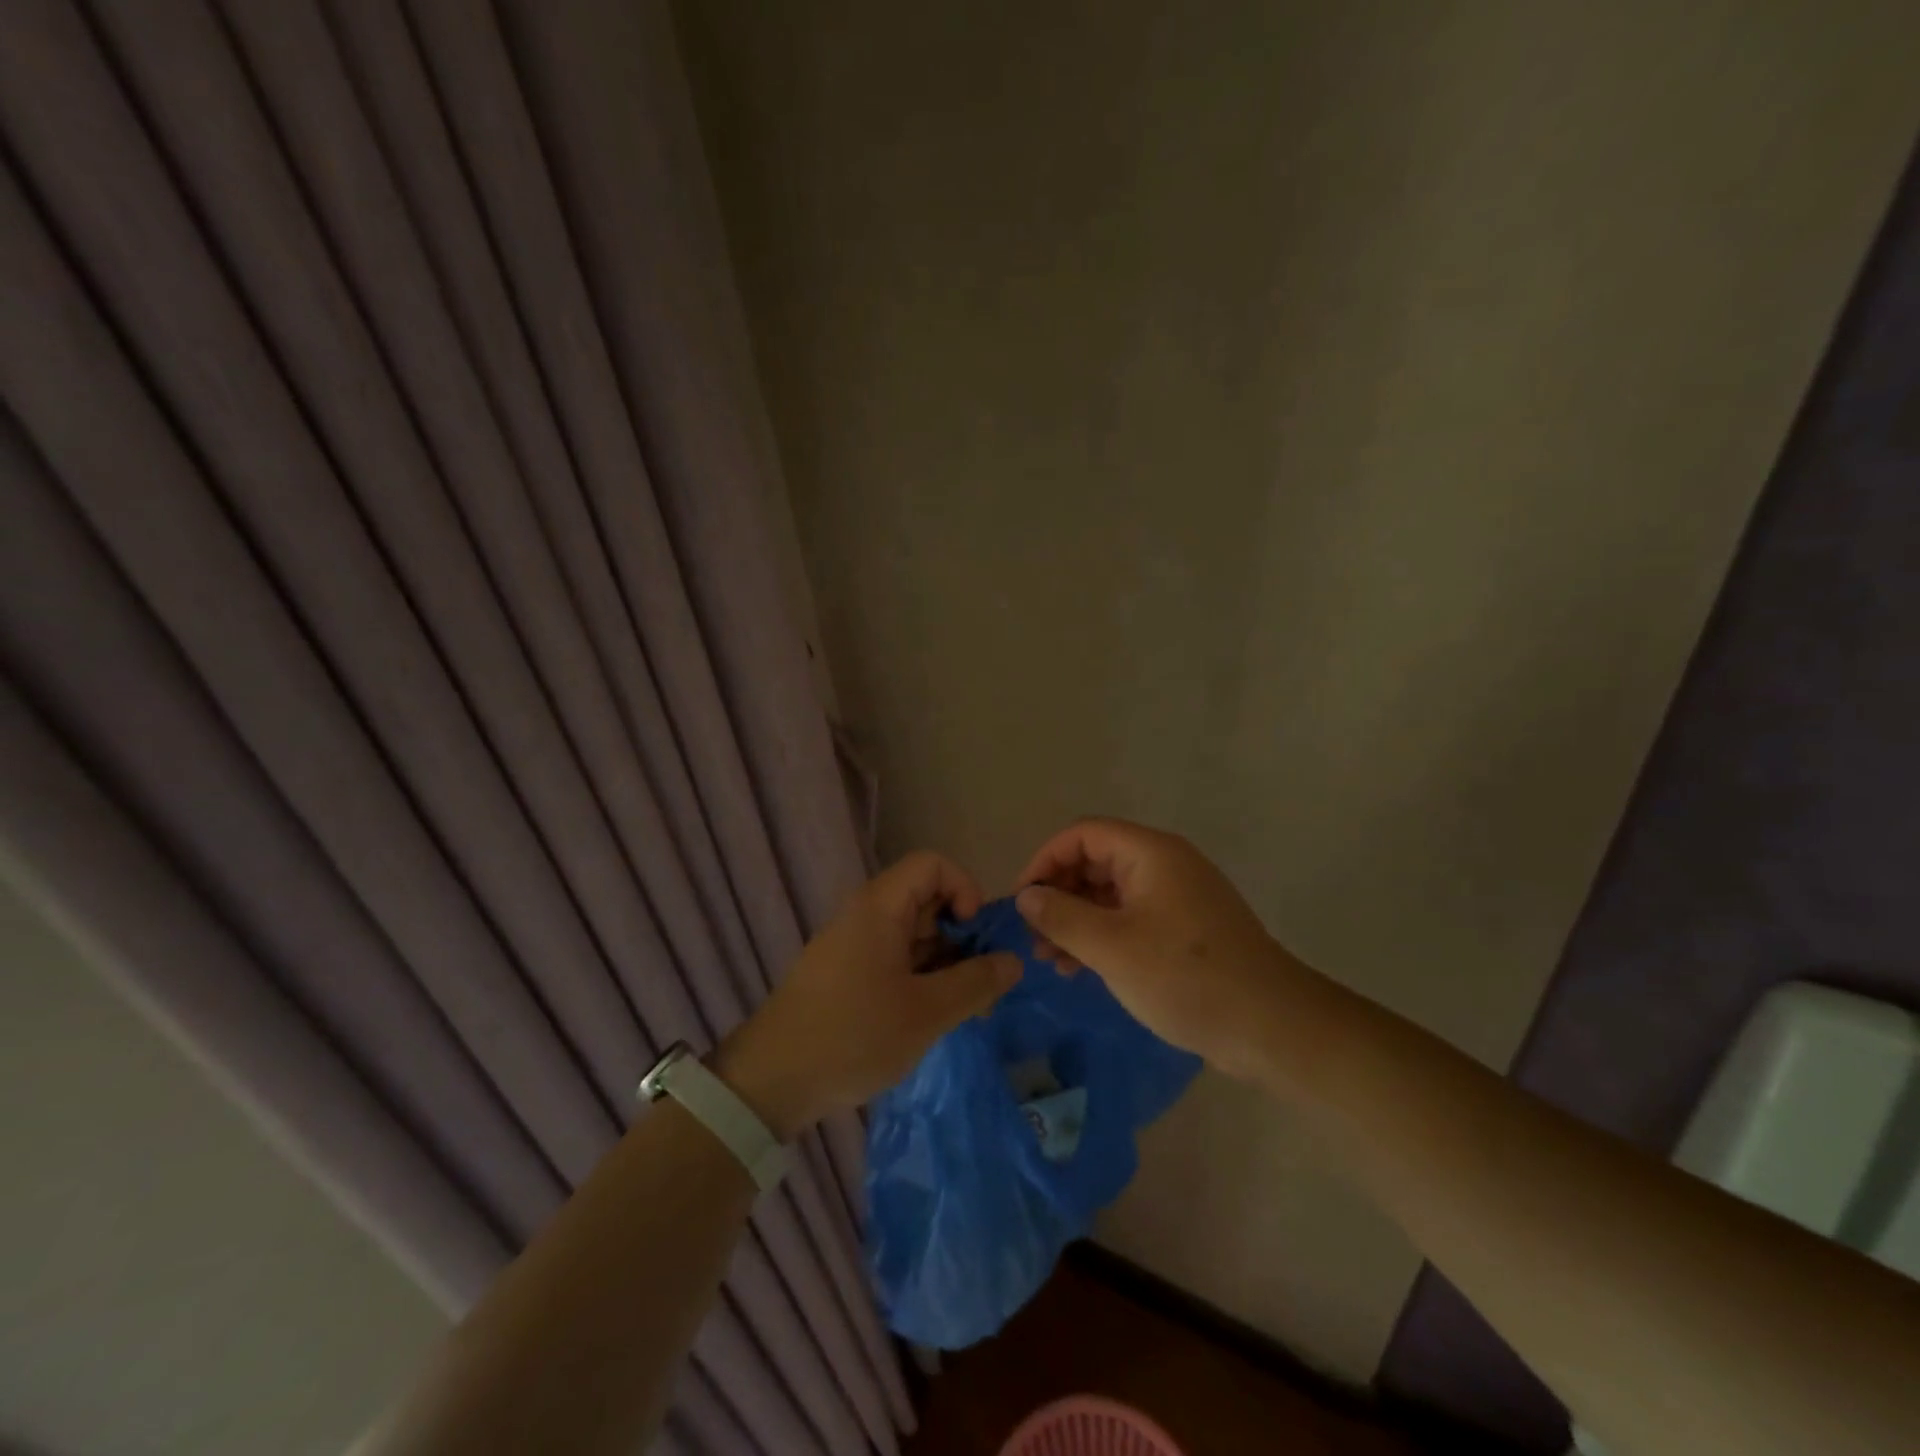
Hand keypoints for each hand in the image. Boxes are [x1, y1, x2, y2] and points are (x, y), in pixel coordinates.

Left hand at [716, 852, 1020, 1136]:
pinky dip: (921, 979)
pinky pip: (895, 959)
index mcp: (880, 907)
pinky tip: (933, 1018)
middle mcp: (866, 915)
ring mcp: (854, 945)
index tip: (975, 935)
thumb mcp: (927, 1012)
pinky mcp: (846, 974)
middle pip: (926, 899)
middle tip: (982, 984)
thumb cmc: (853, 1035)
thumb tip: (1013, 960)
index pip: (933, 865)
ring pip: (913, 934)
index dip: (964, 889)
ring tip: (966, 1011)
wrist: (771, 1082)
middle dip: (962, 935)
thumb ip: (976, 982)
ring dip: (945, 963)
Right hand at [1014, 818, 1304, 1077]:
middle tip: (1034, 939)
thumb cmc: (1186, 978)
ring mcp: (1177, 897)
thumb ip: (1061, 916)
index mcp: (1150, 853)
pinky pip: (1131, 918)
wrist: (1272, 1027)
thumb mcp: (1112, 947)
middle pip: (1094, 862)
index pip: (1081, 835)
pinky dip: (1102, 936)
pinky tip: (1083, 969)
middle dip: (1059, 896)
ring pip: (1110, 894)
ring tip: (1052, 961)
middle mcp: (1164, 864)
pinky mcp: (1185, 929)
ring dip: (1077, 921)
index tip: (1021, 902)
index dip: (1044, 861)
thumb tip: (1025, 896)